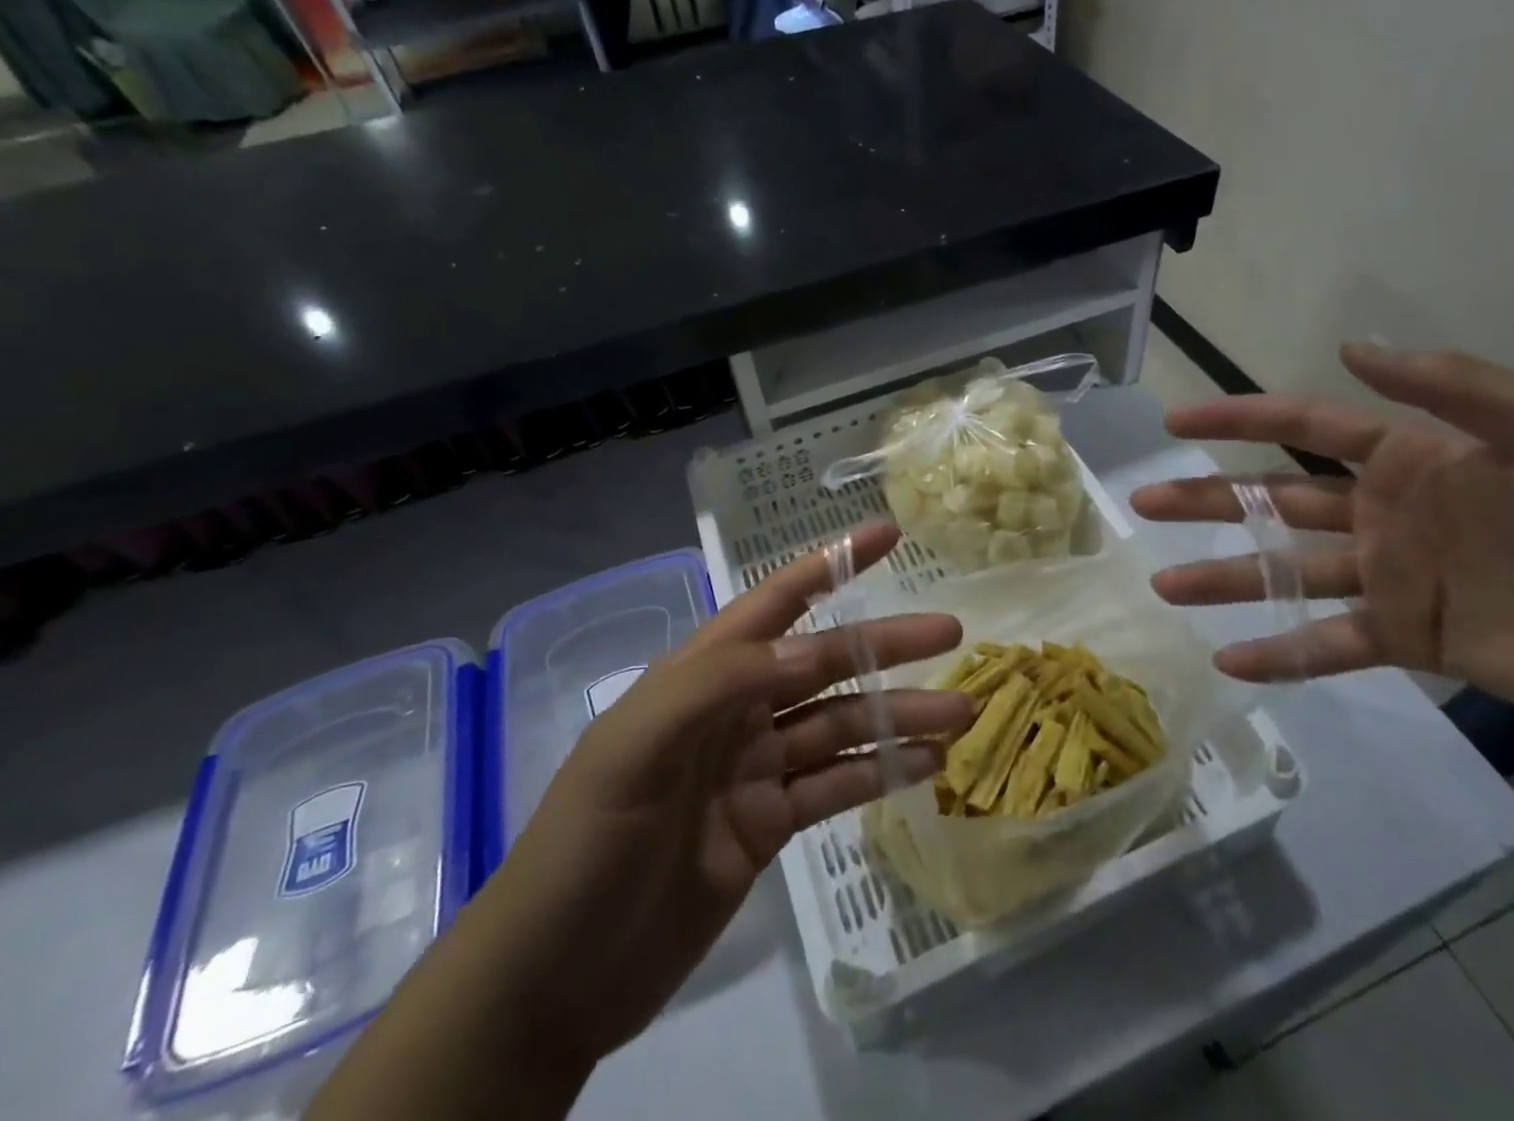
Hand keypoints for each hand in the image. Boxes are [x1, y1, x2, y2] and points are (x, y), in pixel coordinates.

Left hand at [493, 522, 969, 1065]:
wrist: (553, 980)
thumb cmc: (586, 843)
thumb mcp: (635, 747)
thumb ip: (720, 684)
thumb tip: (810, 650)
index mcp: (701, 673)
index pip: (775, 601)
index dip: (831, 563)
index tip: (888, 534)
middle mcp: (734, 708)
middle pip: (824, 662)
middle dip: (885, 644)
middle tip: (951, 630)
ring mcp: (754, 768)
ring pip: (839, 725)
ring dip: (898, 716)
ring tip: (960, 712)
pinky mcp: (767, 825)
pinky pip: (833, 785)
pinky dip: (879, 772)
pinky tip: (926, 766)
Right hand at [1130, 344, 1513, 757]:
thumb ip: (1455, 387)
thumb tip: (1353, 348)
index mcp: (1409, 458)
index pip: (1302, 427)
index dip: (1236, 418)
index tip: (1176, 422)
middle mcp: (1381, 513)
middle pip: (1271, 499)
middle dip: (1205, 499)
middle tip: (1143, 504)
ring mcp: (1387, 577)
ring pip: (1284, 572)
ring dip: (1223, 577)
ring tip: (1161, 587)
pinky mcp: (1406, 637)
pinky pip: (1328, 642)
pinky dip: (1279, 651)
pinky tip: (1227, 661)